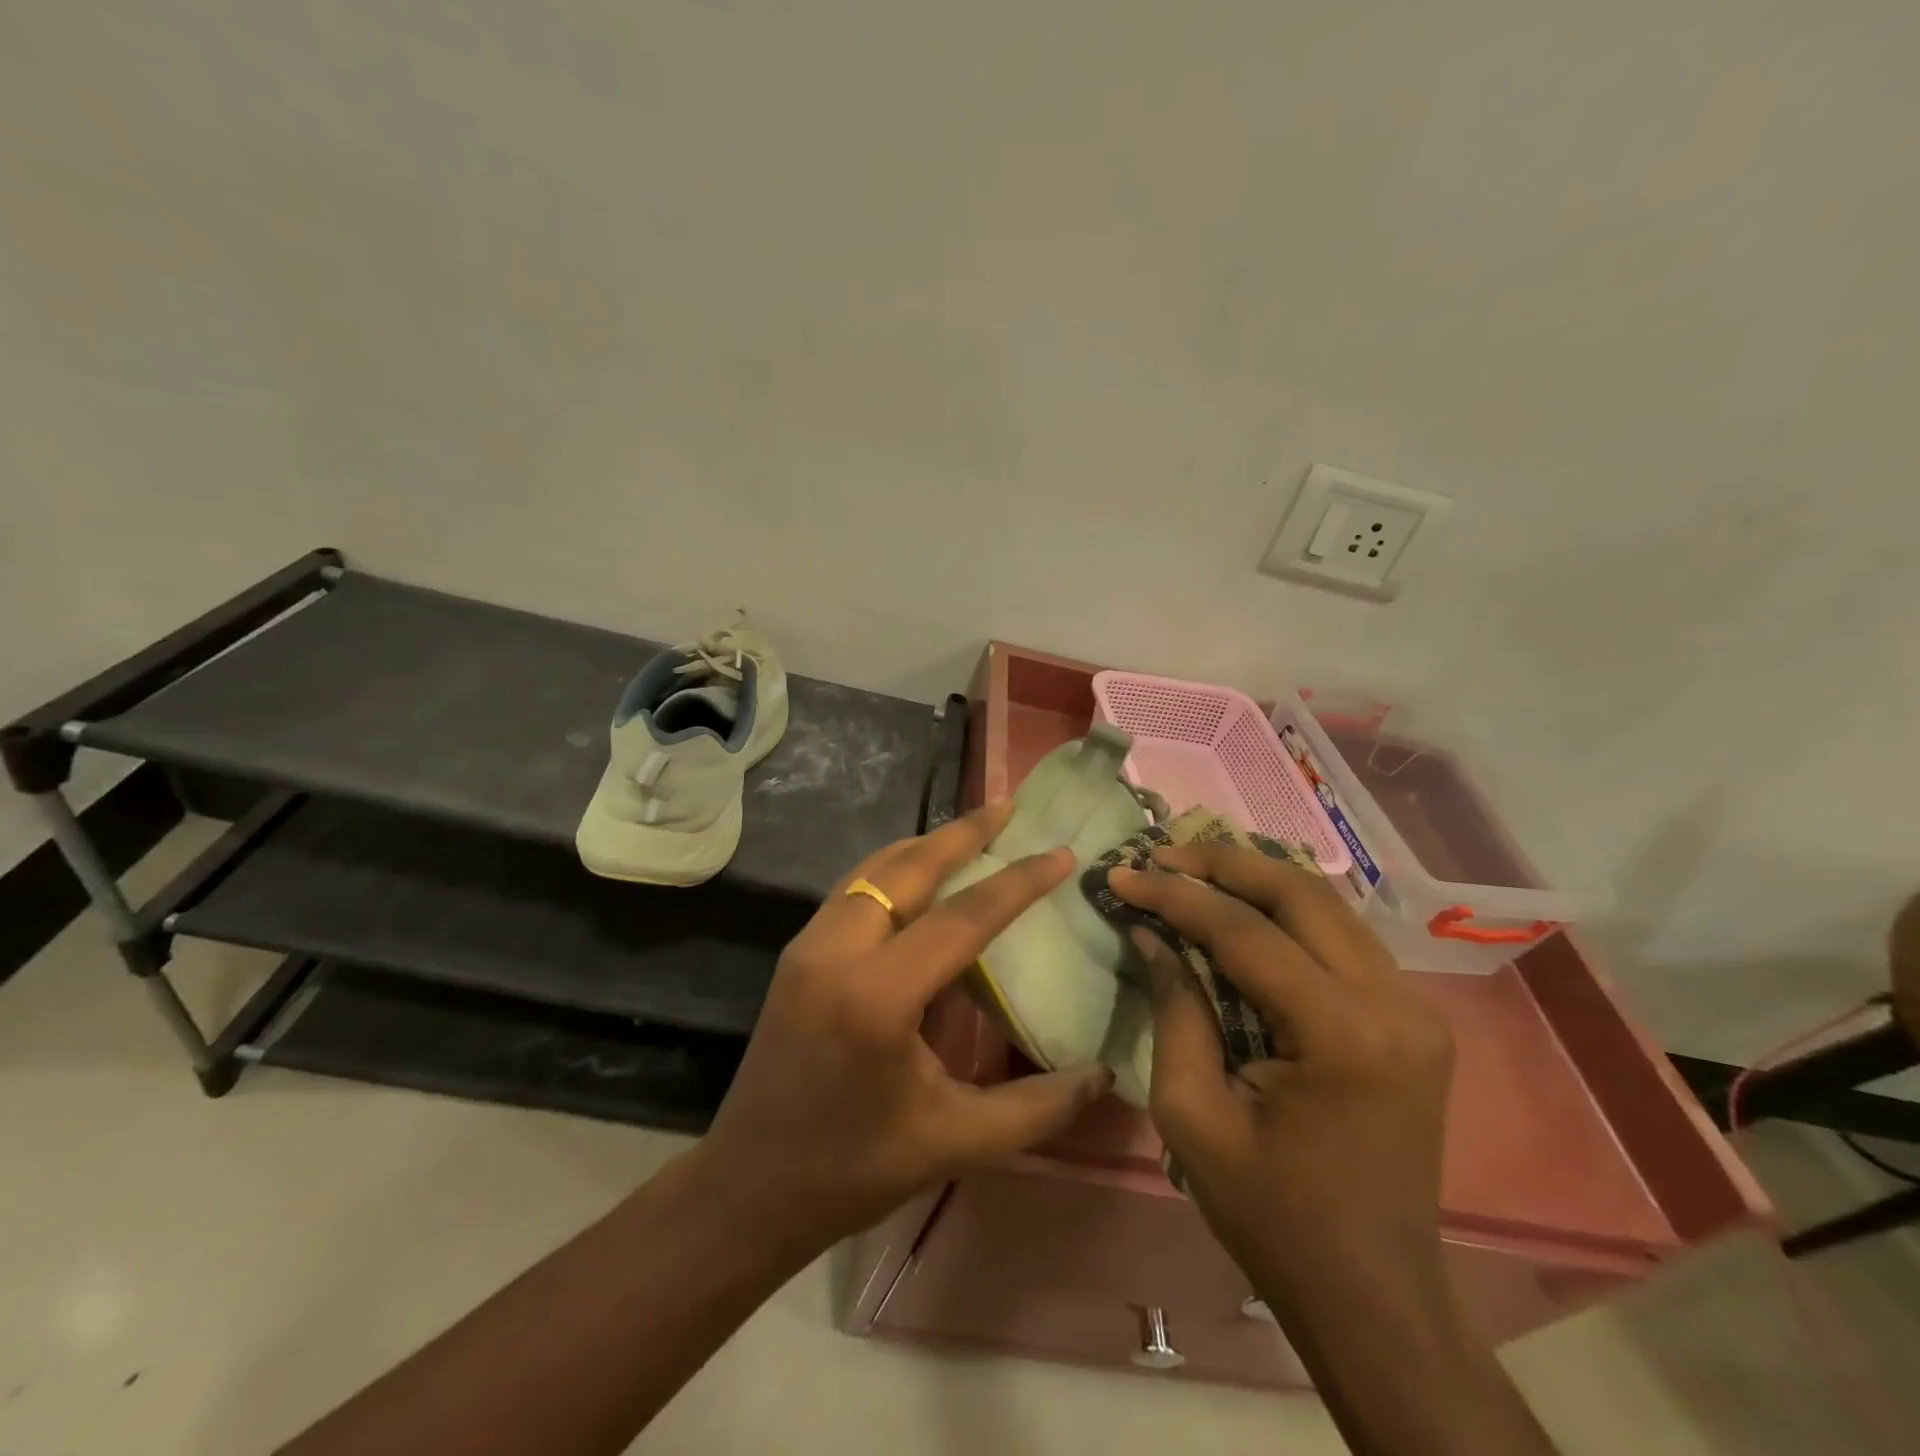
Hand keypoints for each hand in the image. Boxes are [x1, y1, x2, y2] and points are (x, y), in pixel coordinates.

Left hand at [693, 801, 1113, 1253]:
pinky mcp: (797, 953)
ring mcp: (808, 946)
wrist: (748, 1187)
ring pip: (873, 869)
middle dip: (962, 833)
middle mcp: (837, 951)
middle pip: (908, 868)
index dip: (1017, 882)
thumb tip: (1104, 1074)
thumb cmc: (853, 1170)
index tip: (1059, 854)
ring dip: (924, 845)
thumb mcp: (954, 1142)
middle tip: (1008, 807)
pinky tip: (919, 873)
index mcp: (877, 996)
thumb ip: (1035, 1107)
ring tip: (971, 830)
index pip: (962, 917)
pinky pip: (852, 889)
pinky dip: (893, 868)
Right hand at [1110, 844, 1454, 1307]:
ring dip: (1256, 879)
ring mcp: (1414, 1008)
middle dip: (1222, 863)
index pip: (1246, 932)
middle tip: (1161, 854)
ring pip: (1327, 905)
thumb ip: (1175, 1009)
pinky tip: (1241, 909)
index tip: (1122, 873)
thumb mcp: (1193, 1116)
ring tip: (1190, 870)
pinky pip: (1340, 938)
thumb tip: (1152, 933)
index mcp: (1343, 1035)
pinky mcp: (1412, 1018)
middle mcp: (1394, 1003)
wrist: (1375, 1298)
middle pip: (1301, 893)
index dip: (1176, 896)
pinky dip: (1286, 912)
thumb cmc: (1273, 1217)